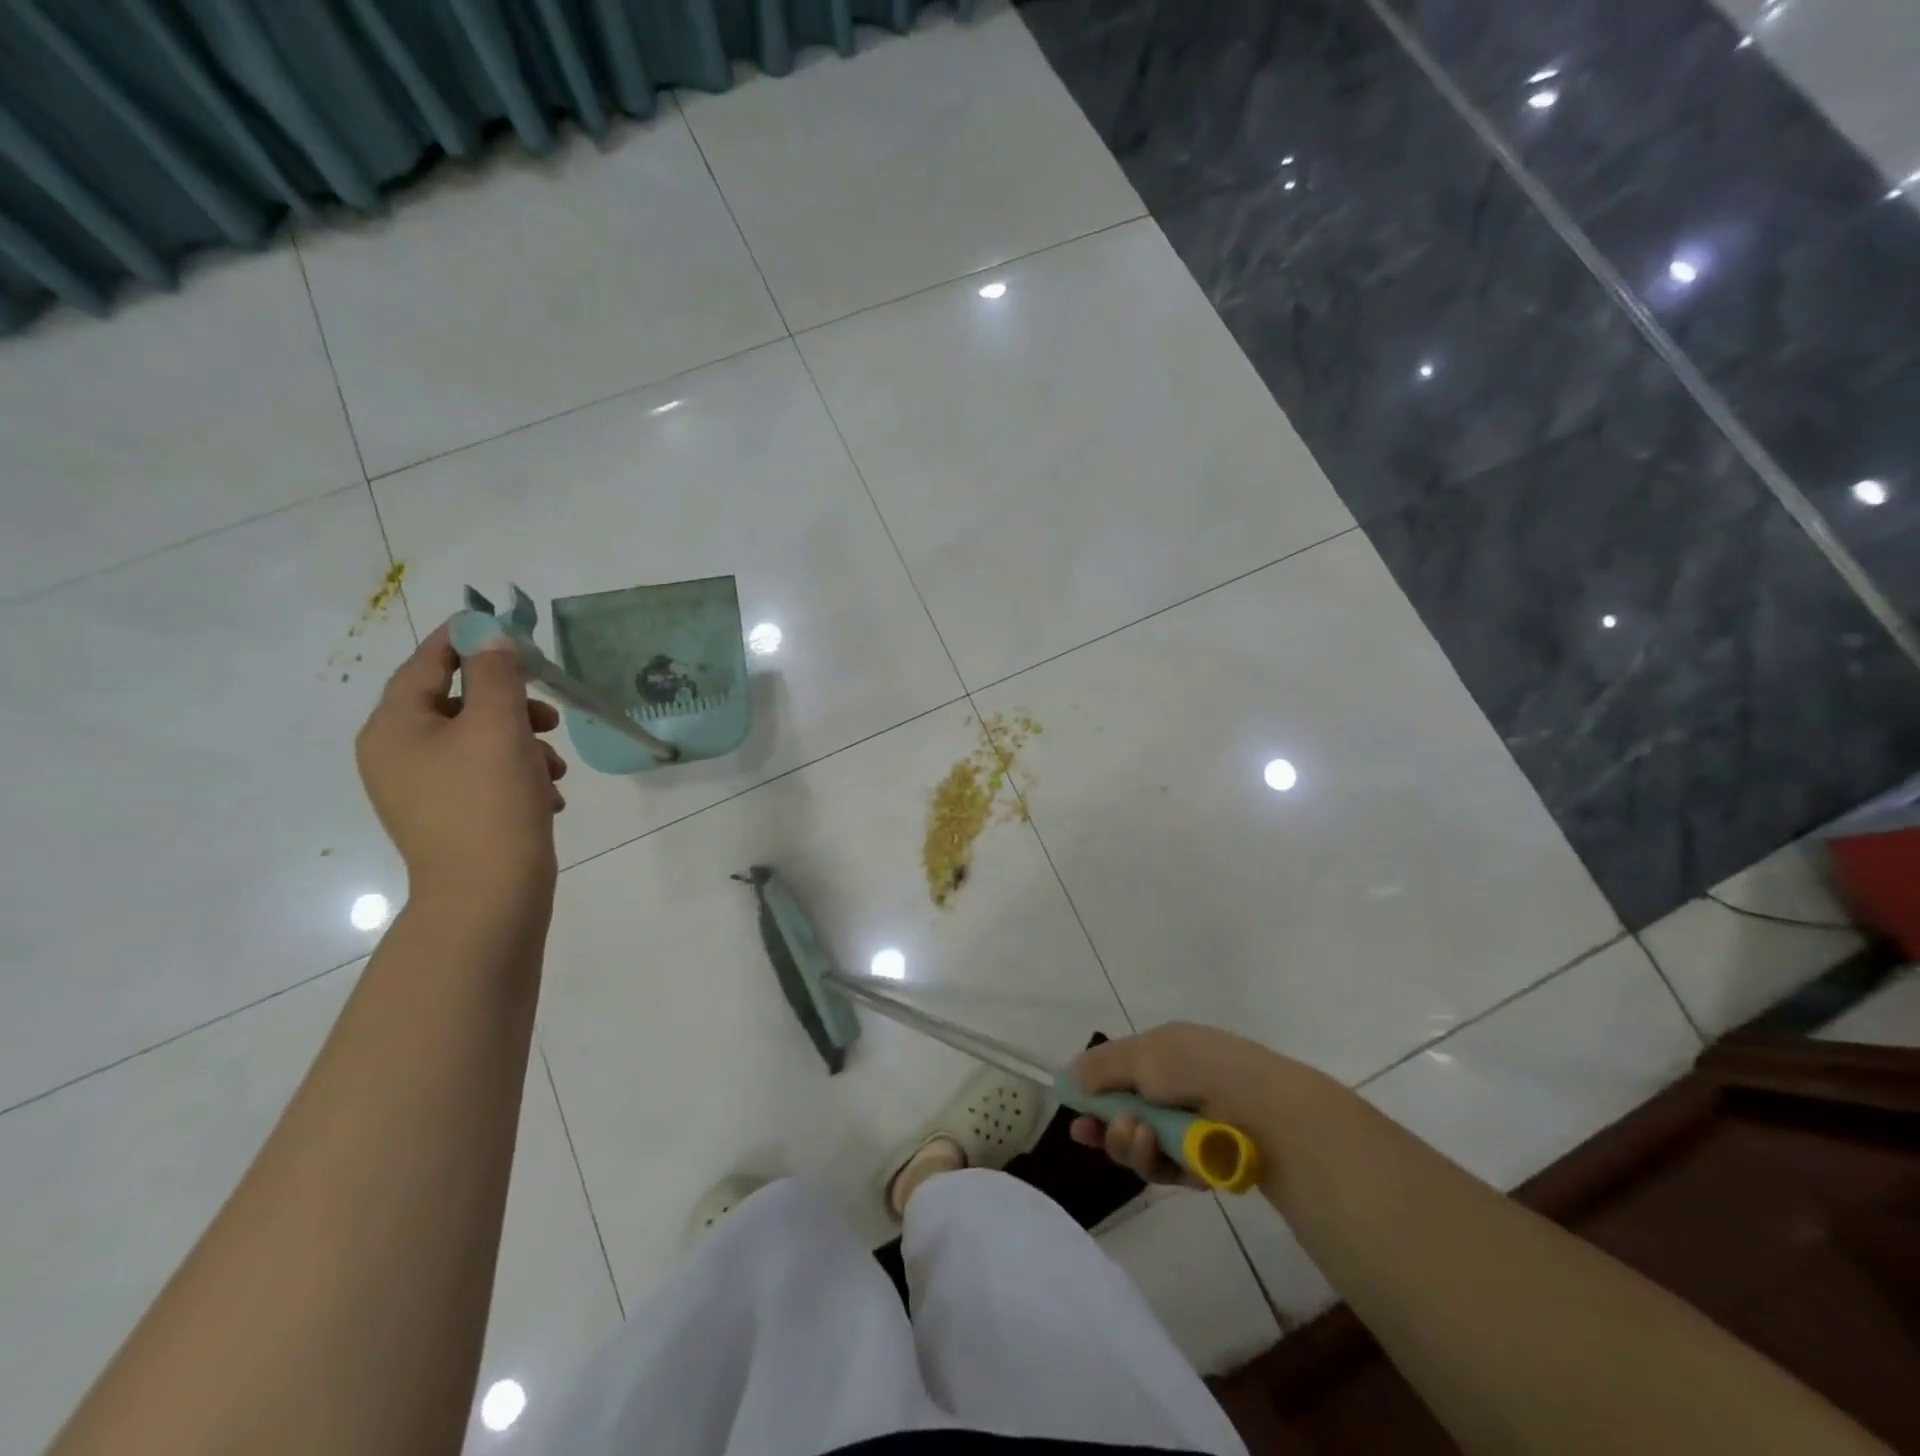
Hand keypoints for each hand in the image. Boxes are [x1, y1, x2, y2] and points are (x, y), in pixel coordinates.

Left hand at [355, 623, 567, 910]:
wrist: (489, 895)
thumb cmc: (489, 802)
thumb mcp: (499, 727)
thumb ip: (496, 674)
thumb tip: (491, 637)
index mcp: (395, 728)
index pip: (427, 663)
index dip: (466, 640)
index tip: (504, 626)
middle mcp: (398, 755)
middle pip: (459, 705)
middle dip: (511, 706)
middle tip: (549, 715)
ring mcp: (422, 790)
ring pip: (480, 743)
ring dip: (524, 745)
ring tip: (556, 770)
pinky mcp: (451, 816)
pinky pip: (486, 777)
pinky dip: (519, 777)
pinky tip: (548, 797)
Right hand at [1068, 1022, 1326, 1187]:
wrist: (1259, 1107)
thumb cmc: (1196, 1067)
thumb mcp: (1141, 1054)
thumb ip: (1102, 1066)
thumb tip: (1071, 1075)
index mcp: (1163, 1055)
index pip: (1119, 1073)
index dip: (1093, 1092)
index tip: (1072, 1110)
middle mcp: (1174, 1090)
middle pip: (1124, 1115)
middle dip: (1106, 1125)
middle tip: (1089, 1133)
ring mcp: (1187, 1128)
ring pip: (1140, 1146)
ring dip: (1128, 1142)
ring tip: (1136, 1133)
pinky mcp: (1201, 1164)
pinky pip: (1164, 1168)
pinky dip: (1155, 1160)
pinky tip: (1155, 1148)